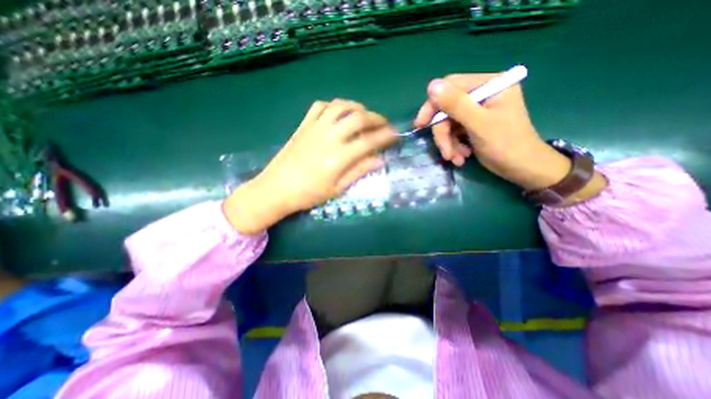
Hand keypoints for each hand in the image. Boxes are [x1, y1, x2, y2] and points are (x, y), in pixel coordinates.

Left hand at [223, 98, 397, 232]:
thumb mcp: (337, 188)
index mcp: (339, 157)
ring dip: (357, 107)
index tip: (396, 135)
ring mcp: (315, 128)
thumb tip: (380, 160)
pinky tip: (339, 114)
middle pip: (358, 118)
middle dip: (376, 118)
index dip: (386, 136)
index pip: (369, 141)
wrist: (276, 189)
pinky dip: (334, 106)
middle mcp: (329, 137)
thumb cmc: (308, 194)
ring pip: (341, 106)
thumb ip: (359, 171)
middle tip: (385, 124)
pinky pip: (320, 106)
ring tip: (365, 115)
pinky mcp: (303, 125)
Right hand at [415, 73, 573, 191]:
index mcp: (490, 84)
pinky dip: (454, 146)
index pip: (451, 87)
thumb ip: (456, 105)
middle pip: (447, 109)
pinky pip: (454, 132)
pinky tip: (461, 157)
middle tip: (445, 152)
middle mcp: (482, 94)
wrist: (522, 168)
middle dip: (443, 133)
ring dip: (449, 143)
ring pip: (448, 123)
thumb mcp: (479, 124)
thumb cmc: (507, 145)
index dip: (433, 105)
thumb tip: (431, 86)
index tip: (421, 124)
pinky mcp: (473, 125)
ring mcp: (477, 111)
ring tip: (456, 159)